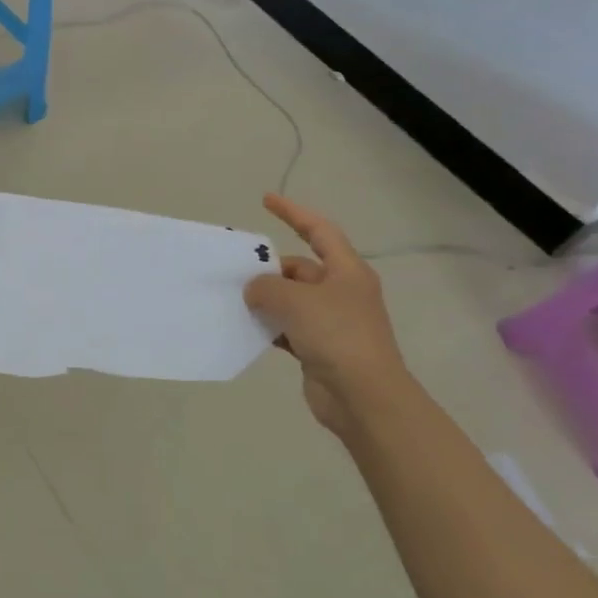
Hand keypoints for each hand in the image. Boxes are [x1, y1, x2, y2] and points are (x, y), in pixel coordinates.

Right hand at [243, 195, 406, 435]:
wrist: (364, 398)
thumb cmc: (336, 335)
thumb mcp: (295, 300)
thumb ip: (266, 287)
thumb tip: (254, 291)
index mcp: (346, 271)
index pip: (319, 230)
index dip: (293, 212)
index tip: (266, 200)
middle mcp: (341, 292)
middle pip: (299, 269)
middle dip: (269, 269)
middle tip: (236, 272)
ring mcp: (332, 322)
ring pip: (291, 300)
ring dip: (266, 300)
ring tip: (233, 299)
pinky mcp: (320, 348)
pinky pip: (288, 329)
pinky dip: (269, 327)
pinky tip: (247, 329)